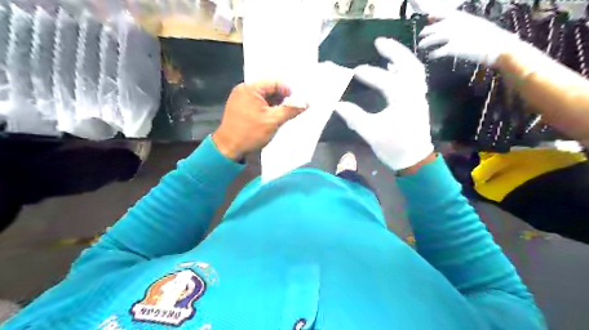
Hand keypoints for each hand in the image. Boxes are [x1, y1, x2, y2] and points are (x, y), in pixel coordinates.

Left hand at [213, 81, 308, 159]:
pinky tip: (272, 118)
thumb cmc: (249, 133)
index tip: (297, 102)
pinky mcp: (239, 108)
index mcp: (250, 88)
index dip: (287, 91)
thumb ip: (290, 110)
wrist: (228, 148)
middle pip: (268, 89)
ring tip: (283, 115)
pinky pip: (257, 104)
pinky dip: (266, 109)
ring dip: (274, 105)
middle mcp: (243, 90)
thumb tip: (305, 103)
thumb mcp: (273, 121)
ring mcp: (240, 99)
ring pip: (263, 97)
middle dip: (281, 98)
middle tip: (292, 109)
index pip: (274, 82)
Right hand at [333, 37, 433, 170]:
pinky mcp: (418, 101)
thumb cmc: (393, 147)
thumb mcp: (371, 133)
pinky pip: (414, 78)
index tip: (354, 71)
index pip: (385, 81)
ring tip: (386, 50)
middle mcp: (415, 93)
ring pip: (414, 70)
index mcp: (403, 100)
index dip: (369, 74)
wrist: (414, 160)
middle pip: (408, 64)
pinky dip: (405, 69)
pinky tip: (394, 68)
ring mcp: (419, 96)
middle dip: (394, 51)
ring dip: (401, 57)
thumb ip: (354, 117)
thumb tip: (337, 105)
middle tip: (378, 42)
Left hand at [418, 5, 518, 63]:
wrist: (498, 46)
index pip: (444, 13)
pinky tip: (430, 56)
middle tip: (421, 35)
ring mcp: (453, 36)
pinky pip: (437, 52)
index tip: (429, 17)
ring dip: (425, 43)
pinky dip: (432, 54)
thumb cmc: (490, 37)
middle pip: (435, 27)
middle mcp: (456, 25)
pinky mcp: (453, 48)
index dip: (435, 15)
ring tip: (421, 46)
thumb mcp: (477, 25)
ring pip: (432, 39)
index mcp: (463, 18)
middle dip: (426, 31)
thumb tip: (454, 27)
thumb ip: (464, 25)